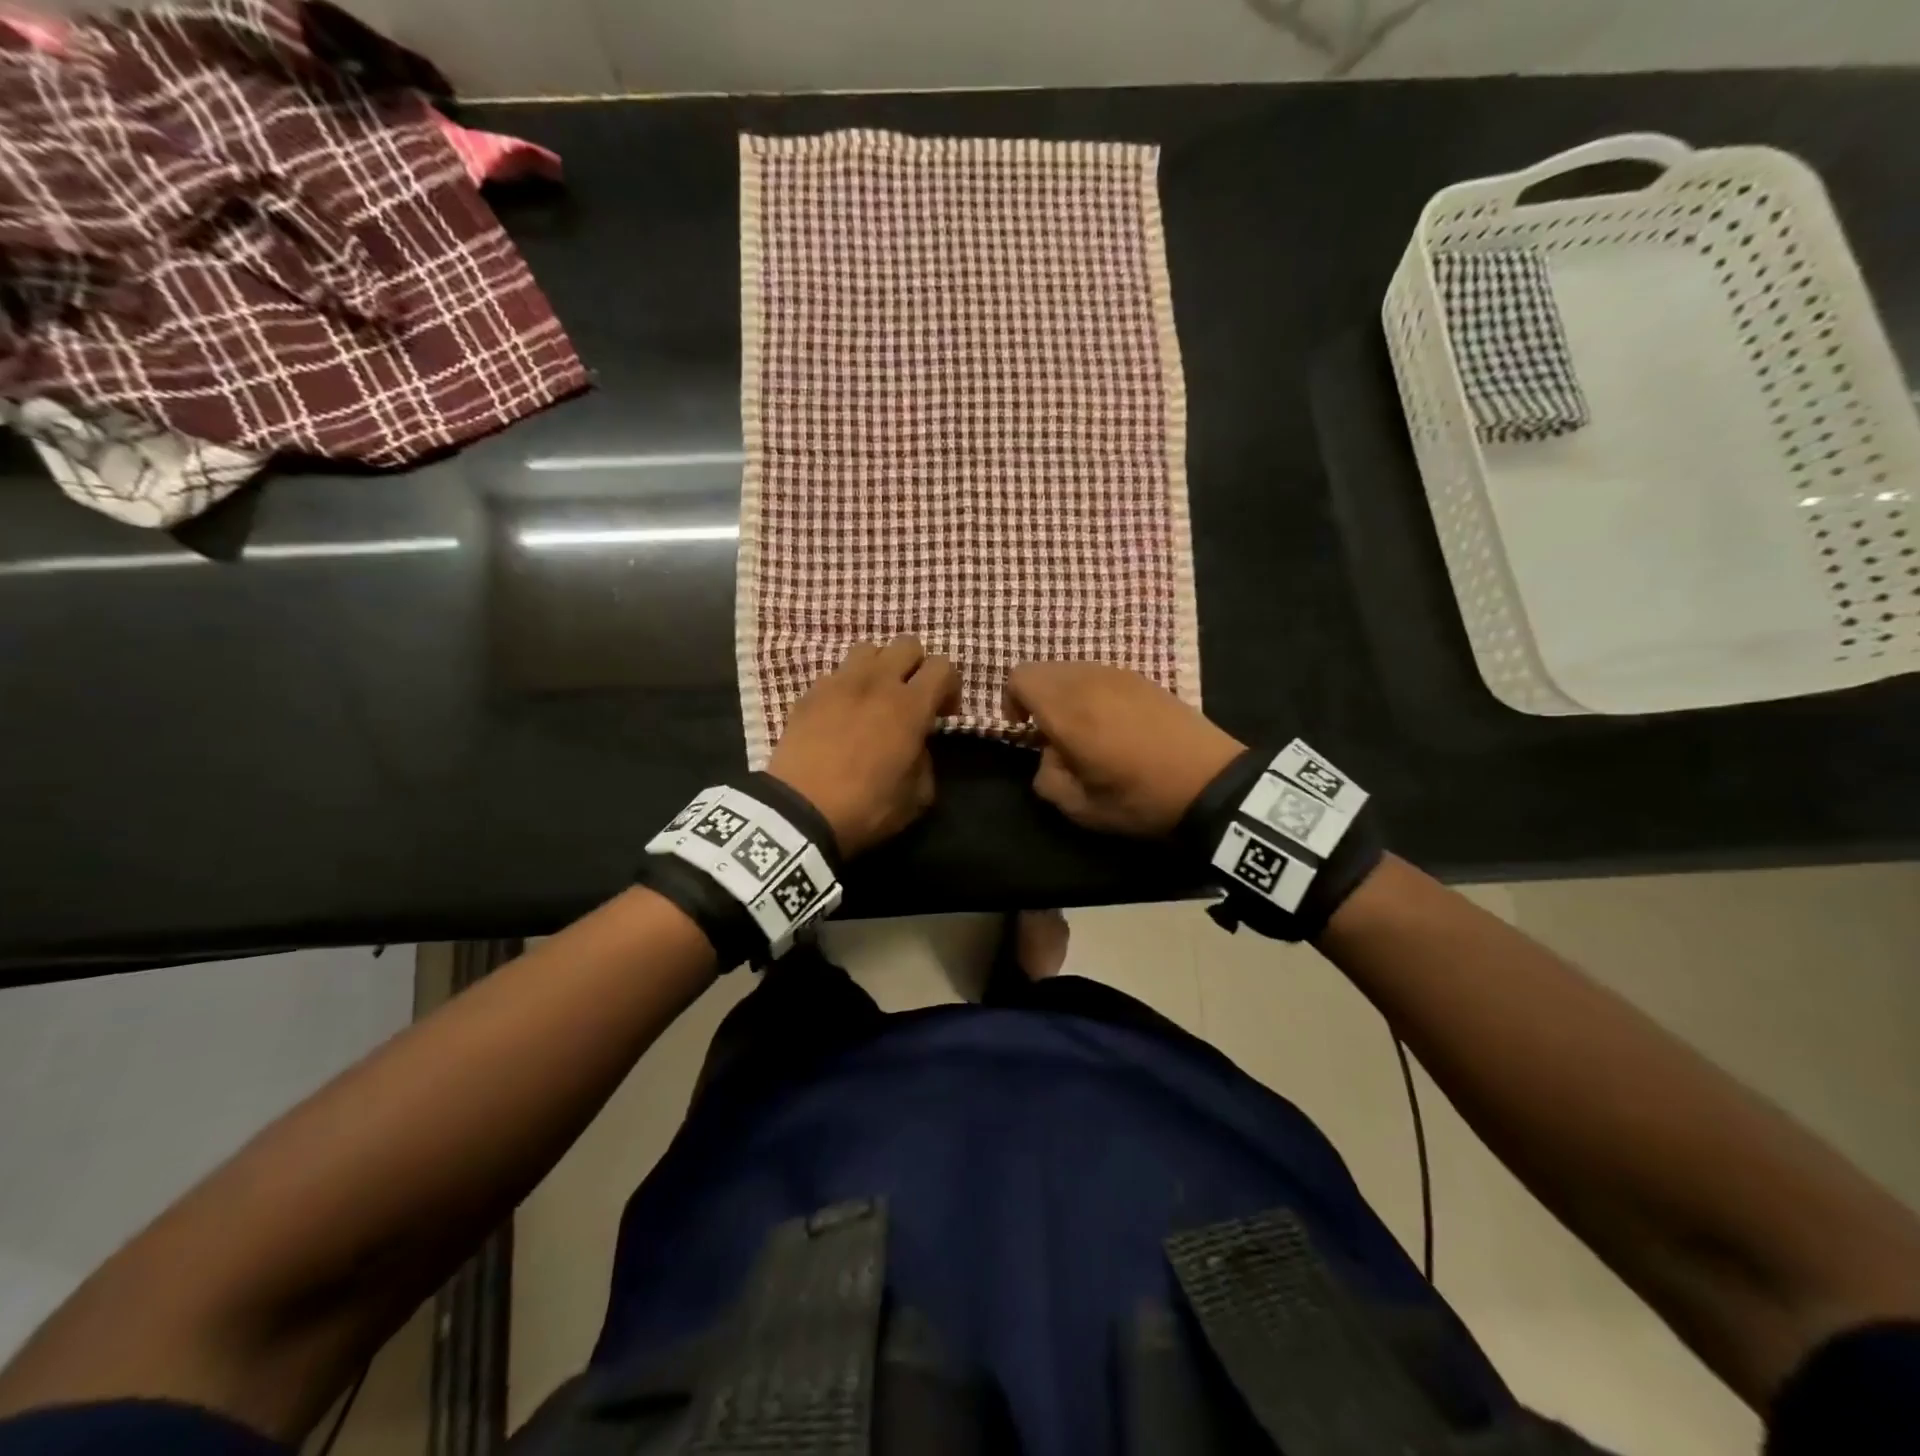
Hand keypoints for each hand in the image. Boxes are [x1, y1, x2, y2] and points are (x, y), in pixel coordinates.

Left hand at [768, 636, 960, 857]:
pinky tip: (842, 713)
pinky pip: (837, 674)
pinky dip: (847, 686)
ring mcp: (840, 682)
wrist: (800, 811)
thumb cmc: (866, 807)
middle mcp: (877, 682)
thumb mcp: (916, 797)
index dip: (950, 686)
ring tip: (875, 696)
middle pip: (907, 644)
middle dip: (917, 666)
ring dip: (880, 667)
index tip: (943, 714)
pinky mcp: (810, 692)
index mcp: (910, 706)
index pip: (943, 666)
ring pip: (869, 650)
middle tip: (912, 698)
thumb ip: (926, 761)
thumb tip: (917, 746)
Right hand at [1003, 662, 1244, 836]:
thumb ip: (1046, 776)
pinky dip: (1091, 691)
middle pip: (1044, 669)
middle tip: (1052, 734)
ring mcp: (1119, 675)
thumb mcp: (1080, 807)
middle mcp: (1089, 681)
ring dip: (1065, 694)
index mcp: (1067, 709)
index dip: (1012, 702)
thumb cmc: (1139, 798)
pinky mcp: (1143, 678)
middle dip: (1037, 697)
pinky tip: (1113, 723)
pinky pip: (1100, 675)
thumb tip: (1049, 755)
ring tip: (1084, 729)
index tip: (1025, 732)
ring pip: (1072, 669)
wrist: (1210, 783)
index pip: (1019, 677)